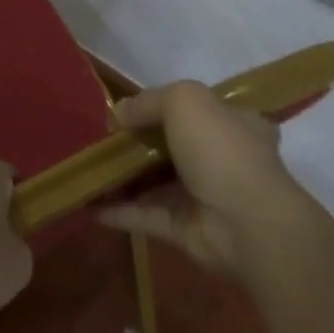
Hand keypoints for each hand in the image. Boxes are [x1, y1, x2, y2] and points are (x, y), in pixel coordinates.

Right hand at [99, 80, 319, 277]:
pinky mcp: (186, 231)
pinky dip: (119, 211)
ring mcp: (204, 198)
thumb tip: (118, 113)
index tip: (129, 110)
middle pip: (172, 147)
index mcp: (235, 124)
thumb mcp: (185, 101)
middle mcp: (222, 159)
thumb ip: (149, 101)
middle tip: (101, 140)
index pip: (199, 110)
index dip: (165, 107)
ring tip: (86, 169)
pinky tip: (88, 203)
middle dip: (138, 144)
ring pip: (155, 183)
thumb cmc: (222, 149)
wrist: (247, 224)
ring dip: (123, 178)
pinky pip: (146, 216)